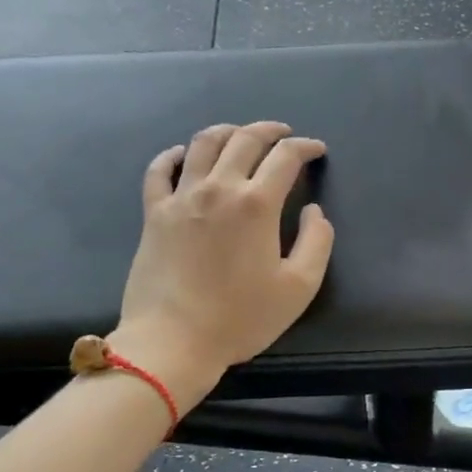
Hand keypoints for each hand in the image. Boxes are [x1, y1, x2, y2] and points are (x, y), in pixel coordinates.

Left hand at [111, 121, 334, 404]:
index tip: (316, 151)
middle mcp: (218, 188)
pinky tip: (181, 155)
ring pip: (203, 144)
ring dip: (226, 132)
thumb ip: (317, 242)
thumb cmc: (240, 318)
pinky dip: (173, 155)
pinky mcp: (154, 213)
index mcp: (256, 203)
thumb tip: (315, 211)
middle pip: (244, 139)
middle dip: (269, 131)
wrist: (173, 340)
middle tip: (283, 135)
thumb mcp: (299, 287)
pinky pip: (159, 171)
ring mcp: (181, 198)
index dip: (305, 147)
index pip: (285, 157)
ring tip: (239, 135)